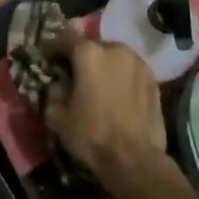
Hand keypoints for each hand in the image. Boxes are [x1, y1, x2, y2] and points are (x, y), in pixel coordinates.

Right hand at [44, 34, 174, 196]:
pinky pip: (130, 70)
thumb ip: (53, 91)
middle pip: (92, 45)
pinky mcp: (153, 79)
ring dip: (103, 64)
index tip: (45, 56)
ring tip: (96, 81)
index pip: (64, 39)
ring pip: (114, 56)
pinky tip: (116, 91)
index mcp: (89, 53)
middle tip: (71, 71)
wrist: (135, 160)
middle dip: (80, 56)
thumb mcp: (57, 116)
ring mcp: (138, 63)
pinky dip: (120, 75)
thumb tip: (57, 82)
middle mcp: (115, 49)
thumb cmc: (91, 135)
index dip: (52, 47)